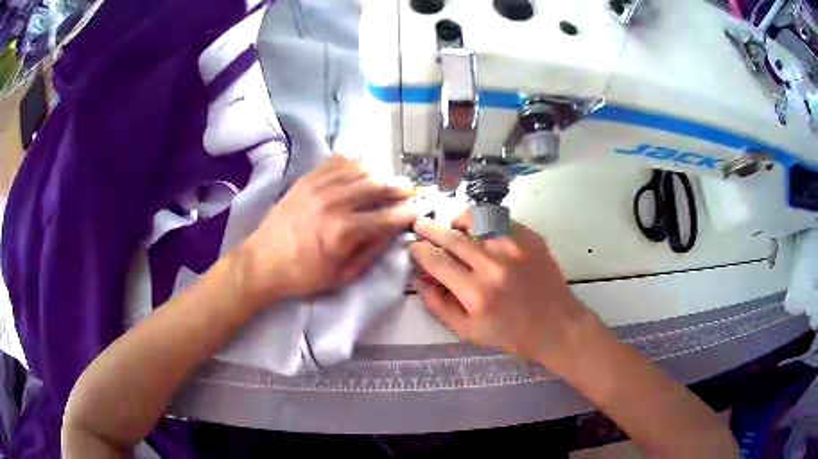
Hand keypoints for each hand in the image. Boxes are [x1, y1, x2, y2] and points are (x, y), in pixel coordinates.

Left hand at [240, 155, 416, 304]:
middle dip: (398, 189)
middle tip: (407, 192)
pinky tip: (360, 170)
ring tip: (384, 183)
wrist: (262, 262)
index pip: (388, 216)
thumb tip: (394, 231)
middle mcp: (335, 202)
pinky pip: (337, 161)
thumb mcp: (342, 276)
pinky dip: (354, 163)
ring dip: (378, 175)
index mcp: (345, 232)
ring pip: (360, 170)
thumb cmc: (303, 275)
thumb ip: (371, 251)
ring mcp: (319, 186)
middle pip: (378, 186)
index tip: (417, 211)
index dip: (407, 213)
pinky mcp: (307, 178)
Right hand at [410, 213, 593, 369]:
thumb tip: (419, 277)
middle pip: (452, 237)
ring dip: (457, 221)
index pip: (437, 262)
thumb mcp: (468, 331)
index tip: (414, 247)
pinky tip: (481, 231)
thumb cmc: (512, 335)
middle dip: (430, 229)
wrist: (558, 326)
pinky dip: (483, 221)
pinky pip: (499, 219)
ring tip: (452, 227)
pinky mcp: (531, 238)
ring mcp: (516, 247)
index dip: (420, 251)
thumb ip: (438, 305)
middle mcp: (494, 266)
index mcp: (477, 294)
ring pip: (475, 219)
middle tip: (420, 225)